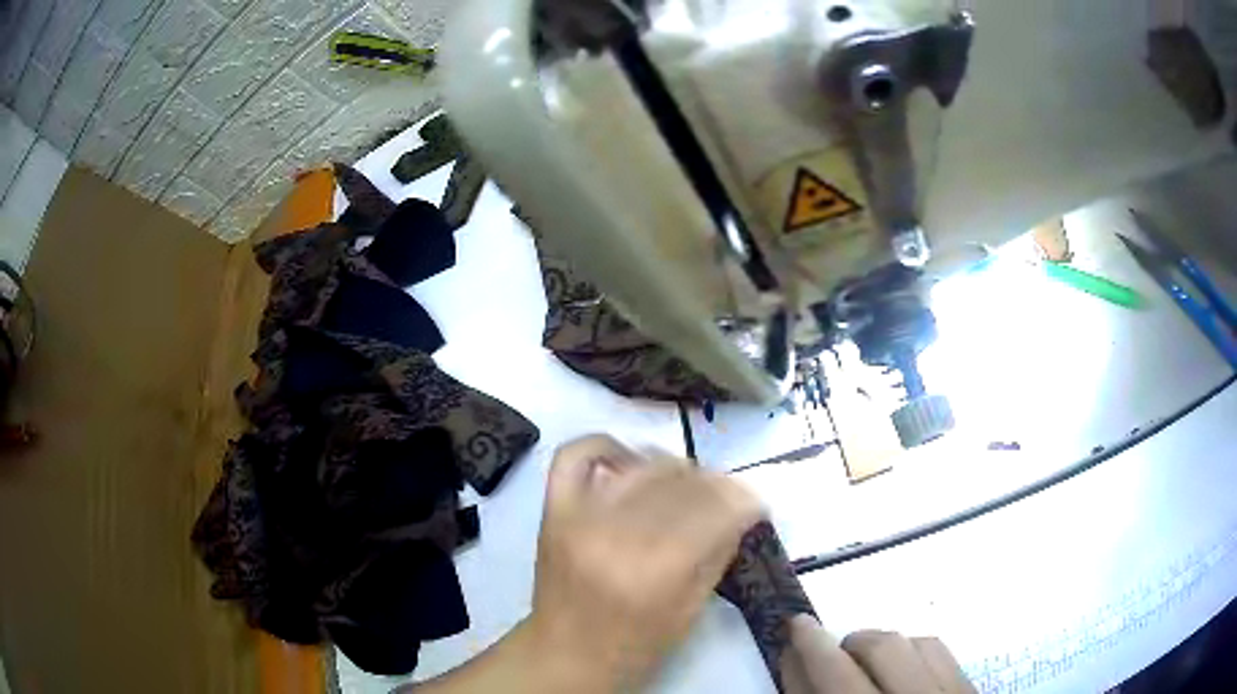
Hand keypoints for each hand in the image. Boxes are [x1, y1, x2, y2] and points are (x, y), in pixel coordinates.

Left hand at [527, 435, 763, 688]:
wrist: (565, 655)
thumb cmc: (634, 647)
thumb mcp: (690, 612)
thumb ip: (719, 554)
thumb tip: (741, 510)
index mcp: (659, 570)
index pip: (718, 509)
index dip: (747, 501)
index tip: (755, 506)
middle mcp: (618, 535)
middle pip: (684, 482)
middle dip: (717, 486)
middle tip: (725, 500)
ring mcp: (580, 517)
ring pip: (644, 465)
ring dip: (676, 470)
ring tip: (685, 487)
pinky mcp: (554, 510)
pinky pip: (575, 455)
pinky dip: (605, 446)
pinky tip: (629, 462)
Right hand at [784, 616, 977, 693]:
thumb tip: (795, 660)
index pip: (835, 677)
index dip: (811, 648)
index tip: (796, 626)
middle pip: (881, 650)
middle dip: (848, 645)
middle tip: (833, 659)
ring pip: (916, 644)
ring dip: (883, 648)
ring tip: (867, 666)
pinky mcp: (968, 691)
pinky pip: (941, 653)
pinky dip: (914, 652)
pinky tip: (902, 670)